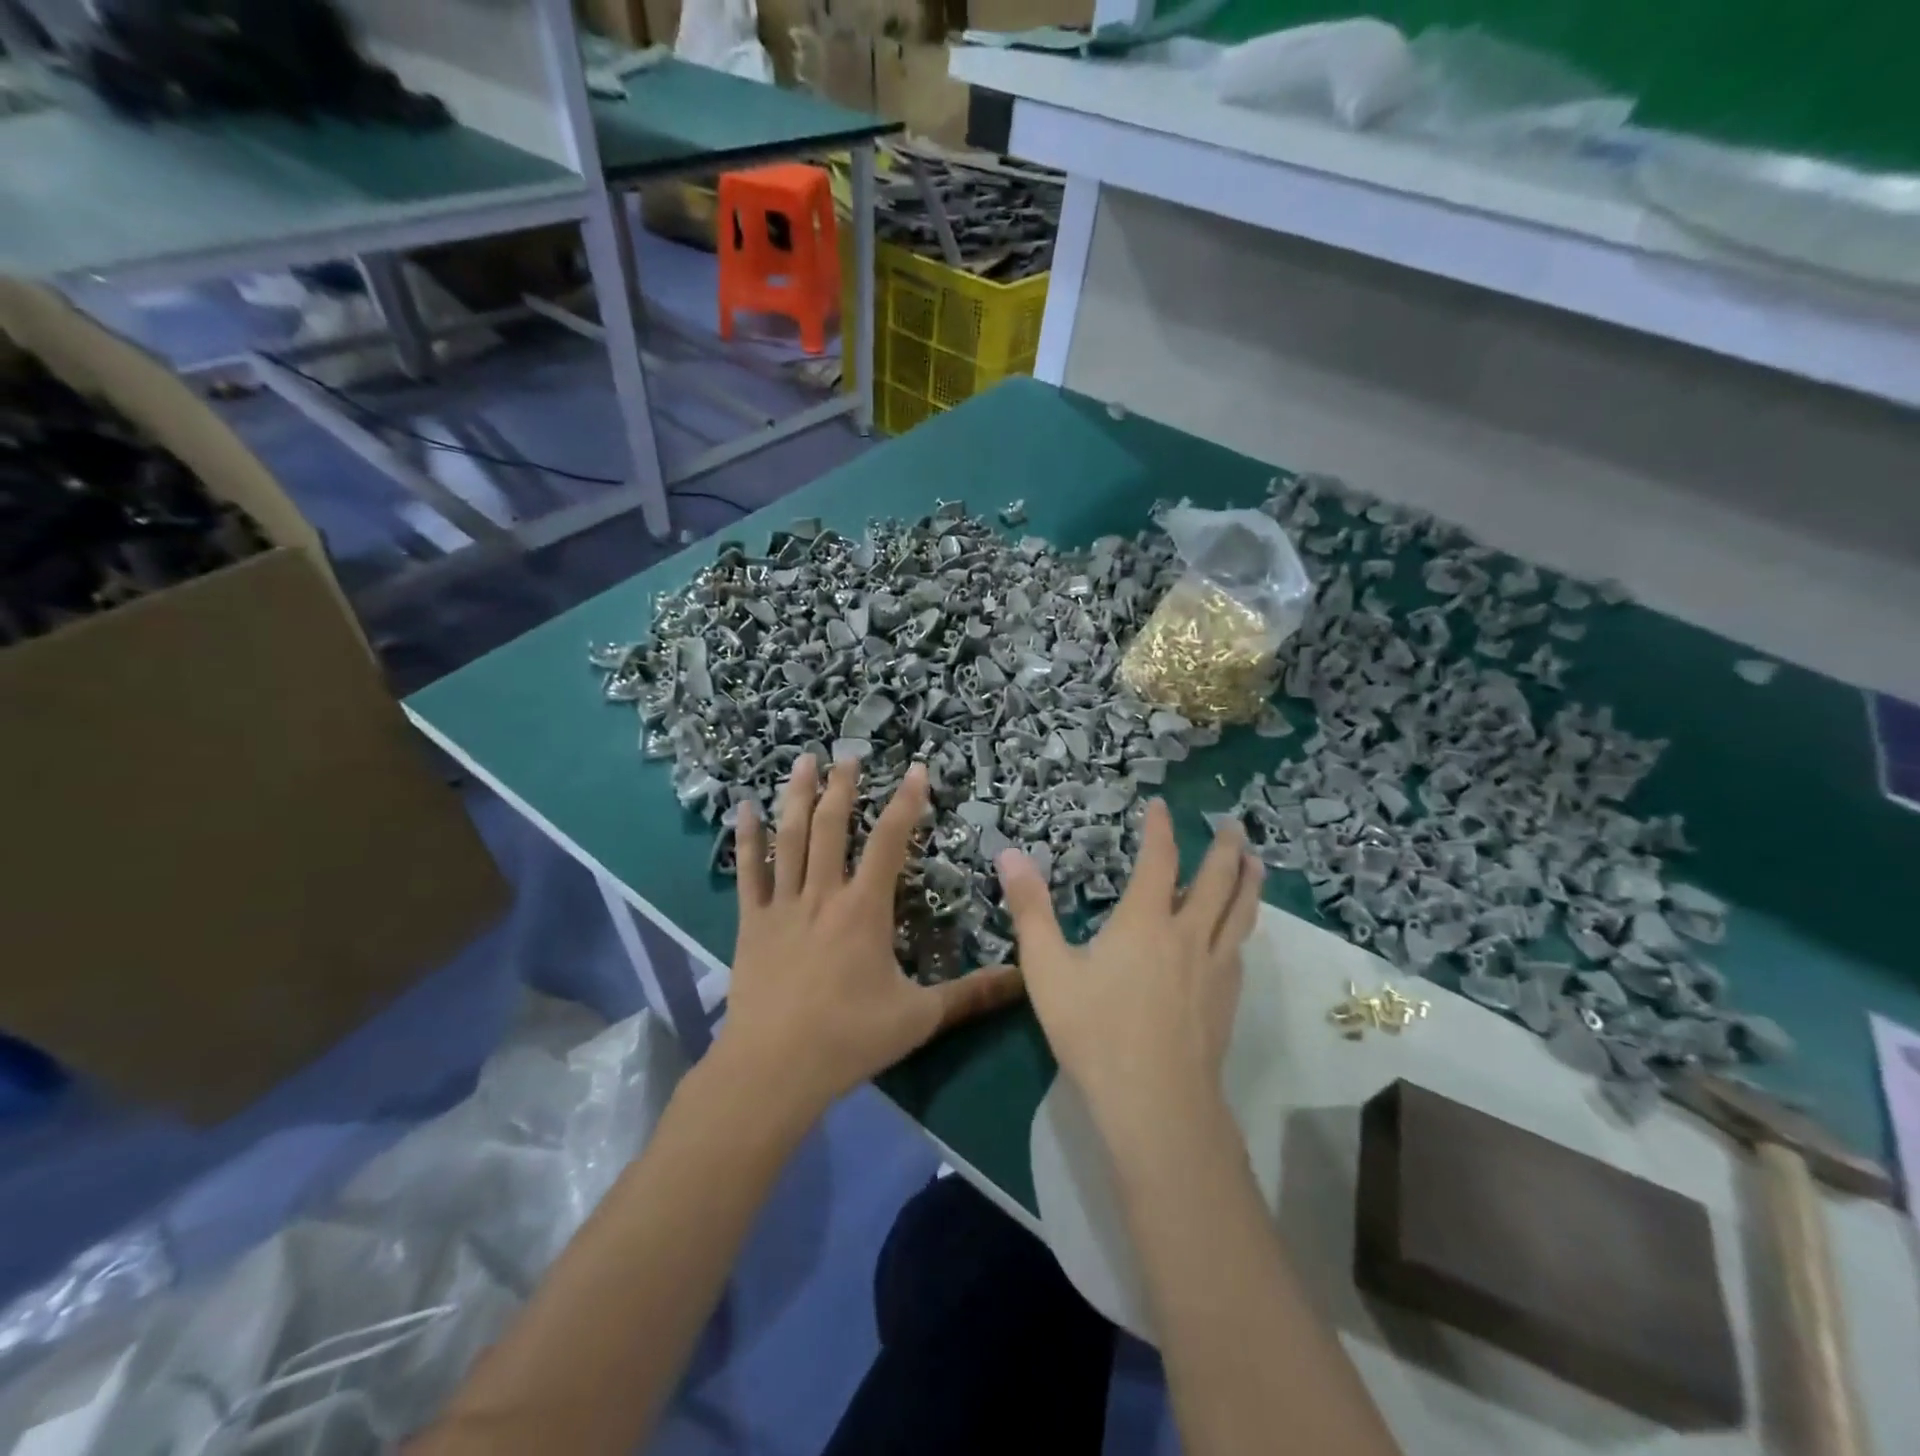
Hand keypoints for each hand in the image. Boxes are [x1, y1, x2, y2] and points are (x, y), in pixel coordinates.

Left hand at [717, 756, 1024, 1120]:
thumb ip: (971, 995)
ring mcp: (783, 906)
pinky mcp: (752, 923)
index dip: (905, 803)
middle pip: (833, 827)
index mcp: (864, 909)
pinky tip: (744, 809)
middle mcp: (823, 895)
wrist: (773, 1069)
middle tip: (848, 754)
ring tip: (803, 761)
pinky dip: (746, 839)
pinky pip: (748, 872)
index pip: (890, 842)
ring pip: (790, 838)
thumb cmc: (849, 1039)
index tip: (915, 769)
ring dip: (798, 797)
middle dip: (843, 787)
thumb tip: (1024, 980)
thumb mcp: (919, 1017)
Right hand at [996, 801, 1262, 1146]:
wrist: (1155, 1102)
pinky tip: (1240, 934)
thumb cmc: (1094, 1031)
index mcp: (1145, 921)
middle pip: (1217, 881)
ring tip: (1255, 863)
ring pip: (1240, 914)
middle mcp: (1187, 935)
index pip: (1158, 860)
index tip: (1162, 806)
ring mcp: (1214, 969)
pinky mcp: (1227, 1001)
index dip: (1160, 829)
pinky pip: (1240, 949)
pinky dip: (1243, 926)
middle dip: (1224, 848)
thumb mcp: (1047, 968)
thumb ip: (1030, 908)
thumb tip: (1009, 852)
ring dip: (1249, 882)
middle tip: (1234, 824)